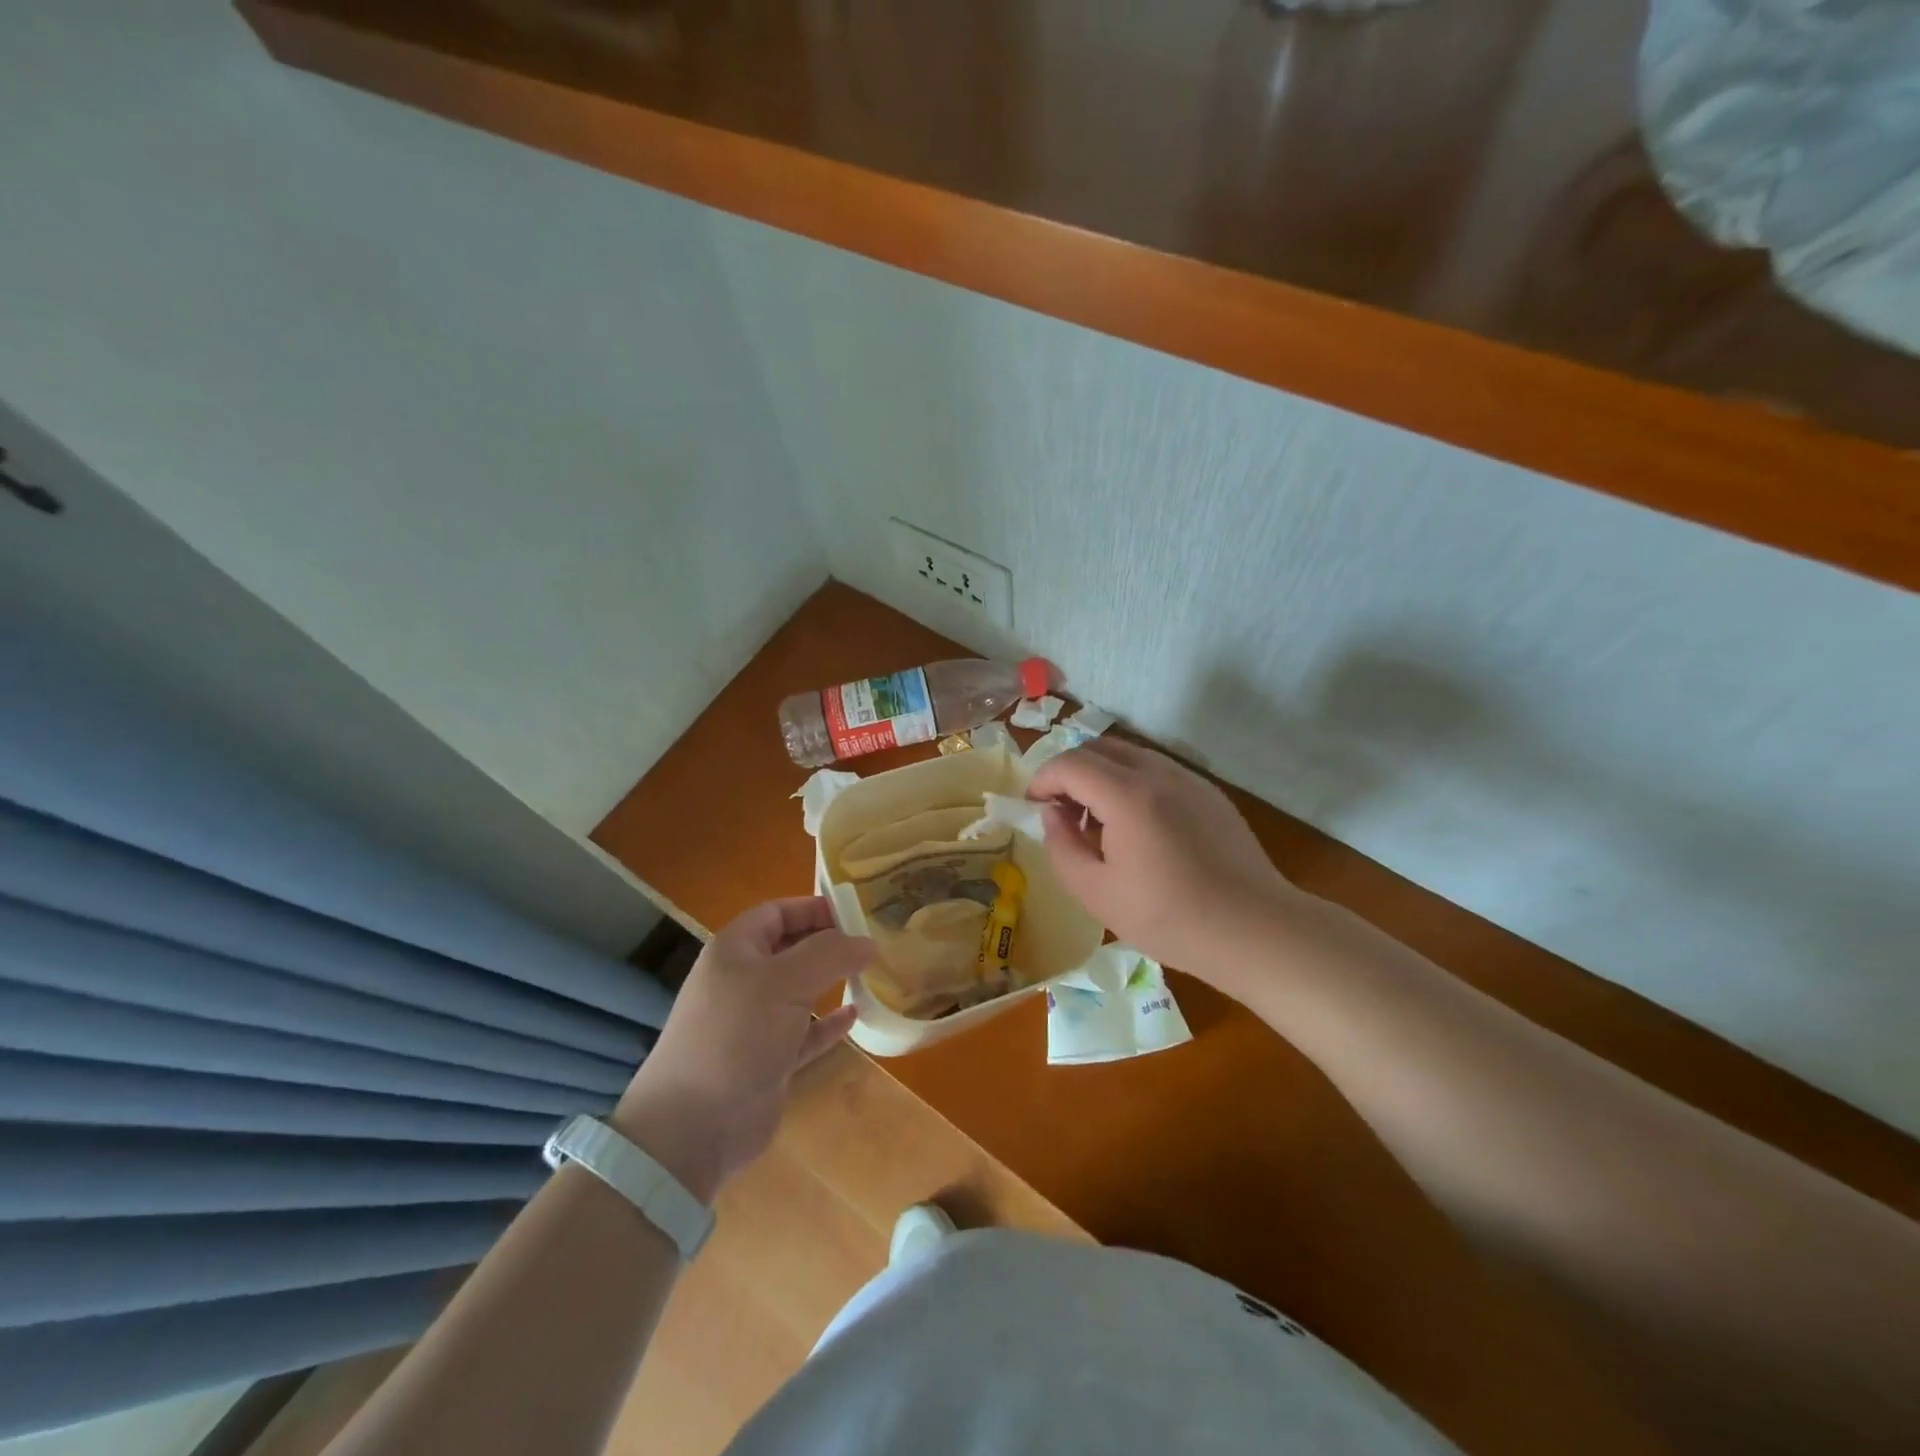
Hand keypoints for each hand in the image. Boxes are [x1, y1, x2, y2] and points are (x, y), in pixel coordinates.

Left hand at [613, 898, 867, 1202]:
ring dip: (832, 982)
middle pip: (791, 949)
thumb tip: (867, 941)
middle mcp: (743, 980)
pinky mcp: (768, 1060)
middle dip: (829, 943)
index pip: (778, 912)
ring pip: (800, 991)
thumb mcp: (785, 982)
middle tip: (873, 942)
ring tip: (872, 973)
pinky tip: (855, 1016)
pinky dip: (828, 1024)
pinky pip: (805, 1032)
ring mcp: (754, 1022)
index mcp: (736, 950)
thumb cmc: (737, 1035)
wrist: (694, 1126)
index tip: (858, 912)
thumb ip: (830, 954)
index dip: (815, 908)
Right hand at [1027, 739, 1294, 978]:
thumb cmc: (1168, 917)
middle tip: (1062, 812)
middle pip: (1098, 748)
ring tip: (1099, 823)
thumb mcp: (1096, 892)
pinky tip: (1139, 829)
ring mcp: (1189, 779)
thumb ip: (1061, 846)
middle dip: (1069, 772)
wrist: (1254, 929)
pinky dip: (1132, 784)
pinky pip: (1158, 772)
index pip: (1069, 763)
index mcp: (1127, 794)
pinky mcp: (1210, 794)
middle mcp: (1158, 772)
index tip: (1033, 806)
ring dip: (1101, 776)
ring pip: (1130, 756)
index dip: (1042, 779)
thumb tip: (1052, 814)